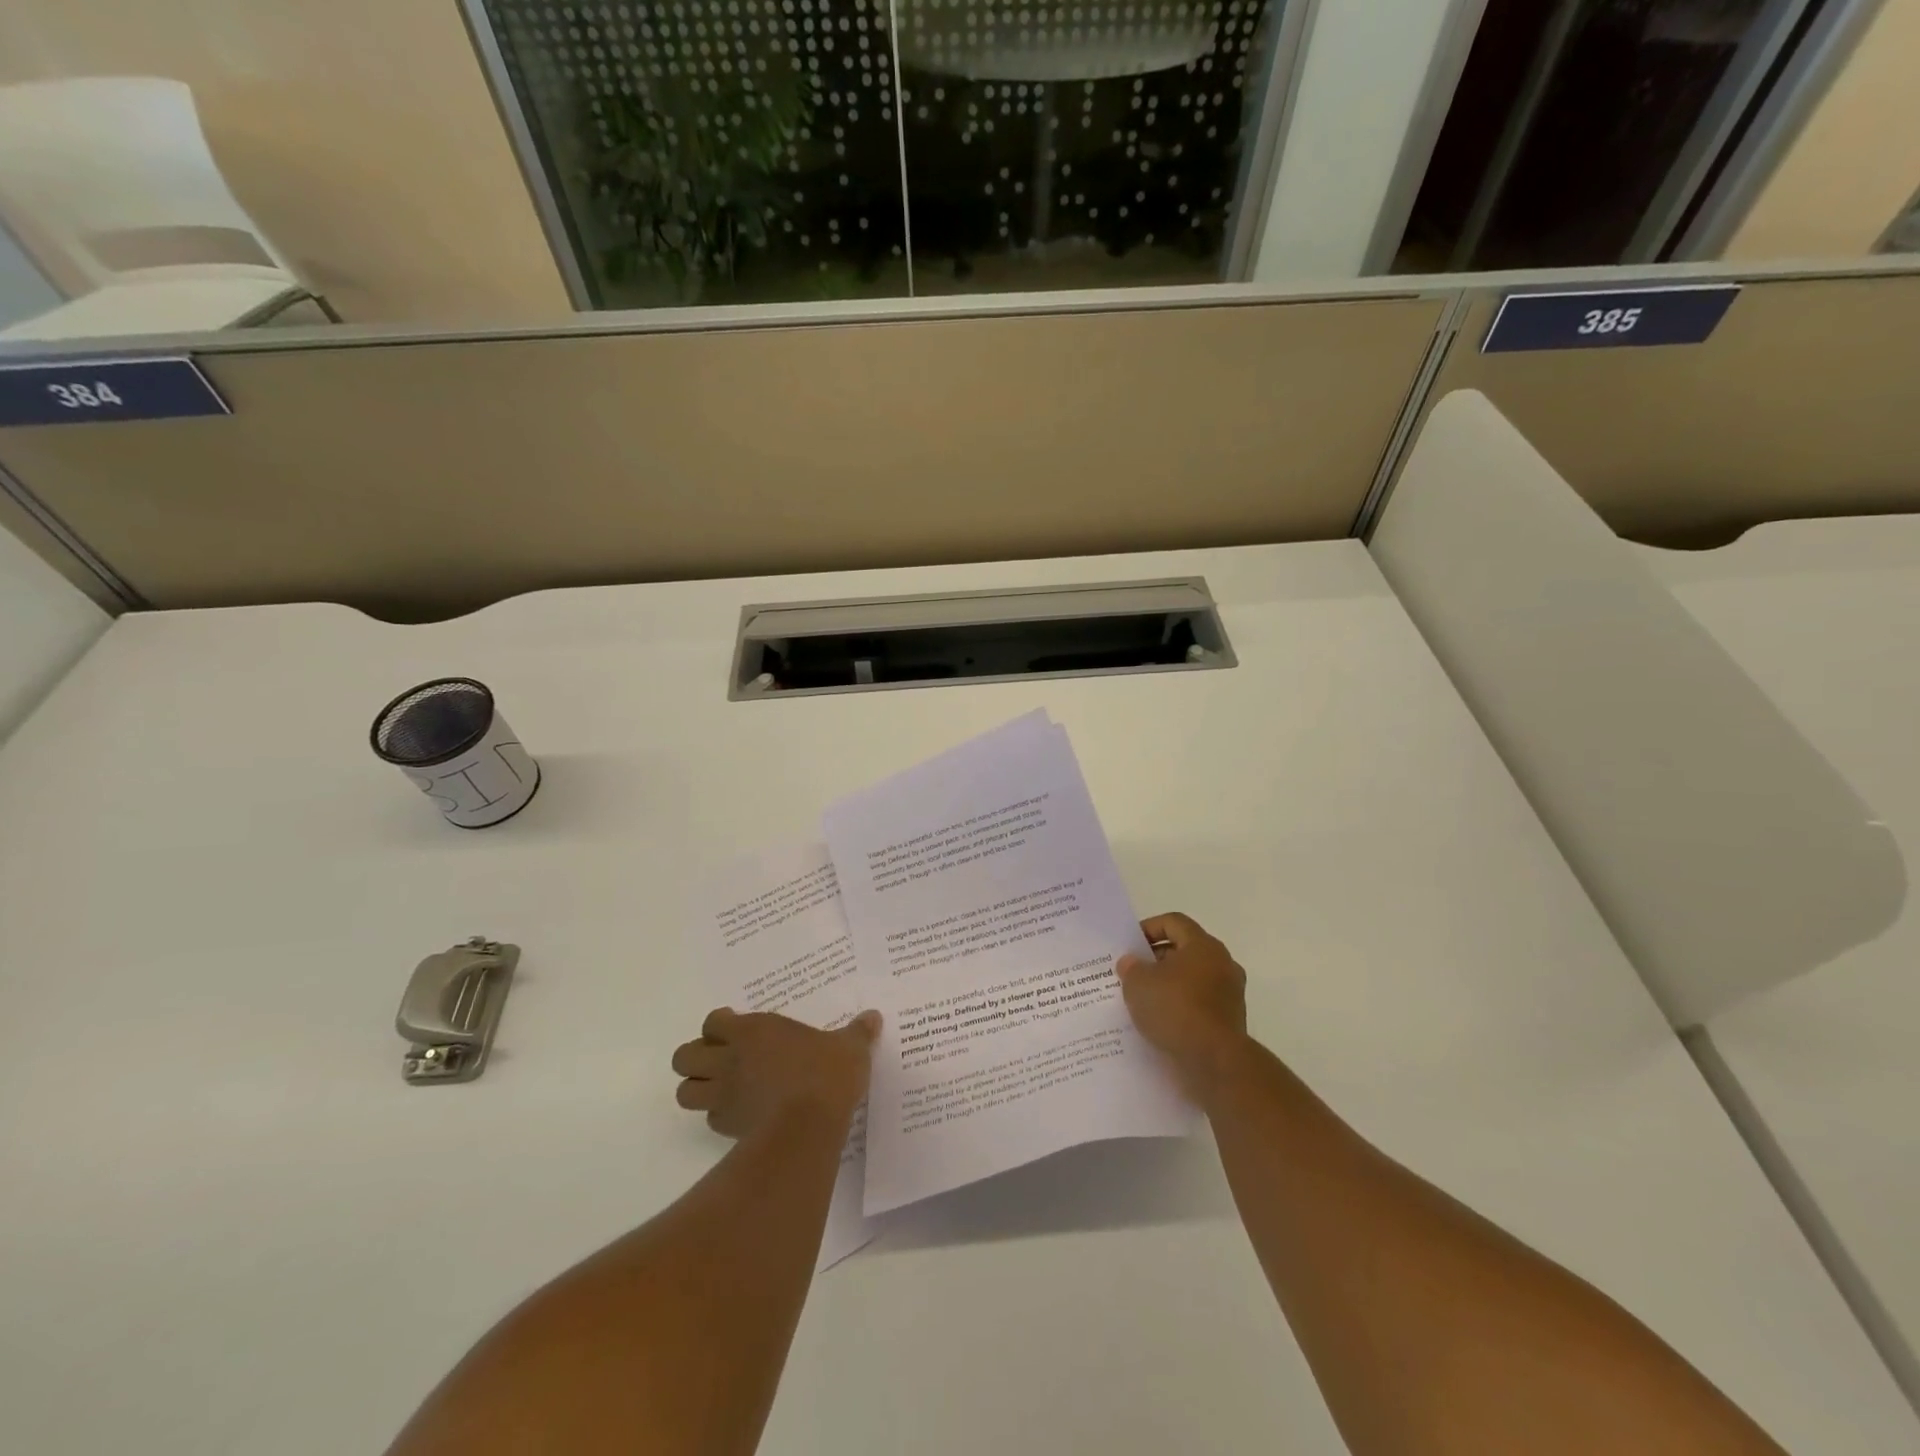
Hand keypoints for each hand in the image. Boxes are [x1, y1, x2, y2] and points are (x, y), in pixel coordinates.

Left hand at [671, 1007, 880, 1138]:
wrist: (808, 1125)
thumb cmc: (826, 1074)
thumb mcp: (850, 1047)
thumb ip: (858, 1032)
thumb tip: (873, 1017)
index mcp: (753, 1030)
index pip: (712, 1023)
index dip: (718, 1026)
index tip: (734, 1028)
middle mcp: (730, 1060)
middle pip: (684, 1057)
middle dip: (695, 1058)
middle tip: (719, 1059)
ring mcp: (725, 1095)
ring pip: (685, 1092)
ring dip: (697, 1089)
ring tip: (720, 1088)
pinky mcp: (728, 1128)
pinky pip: (710, 1119)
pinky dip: (719, 1115)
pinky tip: (741, 1114)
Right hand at [1116, 913, 1248, 1097]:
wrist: (1215, 1062)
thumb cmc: (1175, 1009)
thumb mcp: (1138, 983)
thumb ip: (1131, 967)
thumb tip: (1131, 962)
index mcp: (1203, 945)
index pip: (1173, 922)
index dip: (1148, 928)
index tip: (1130, 946)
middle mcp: (1222, 963)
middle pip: (1185, 950)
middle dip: (1157, 959)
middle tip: (1133, 973)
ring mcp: (1230, 994)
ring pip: (1193, 979)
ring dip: (1169, 985)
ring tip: (1144, 1000)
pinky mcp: (1231, 1021)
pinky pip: (1200, 1004)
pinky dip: (1182, 1008)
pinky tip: (1161, 1022)